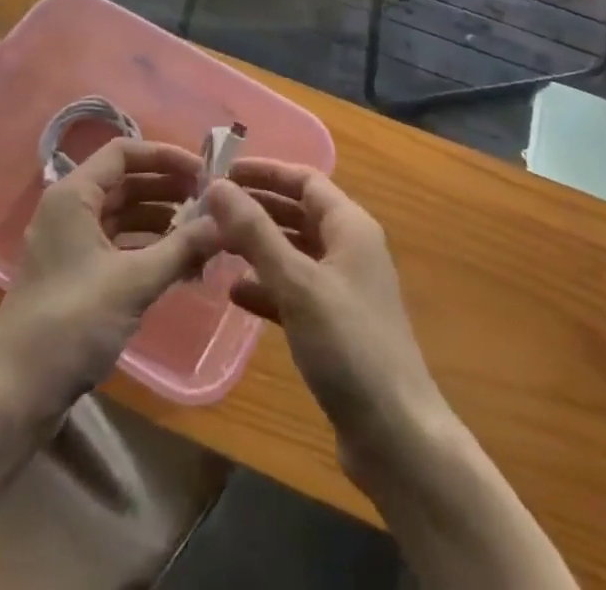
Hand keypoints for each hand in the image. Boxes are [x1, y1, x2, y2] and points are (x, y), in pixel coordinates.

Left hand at [0, 138, 222, 420]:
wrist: (14, 395)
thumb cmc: (72, 323)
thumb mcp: (133, 282)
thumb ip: (181, 247)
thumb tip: (225, 221)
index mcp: (74, 195)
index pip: (125, 152)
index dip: (166, 157)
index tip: (204, 173)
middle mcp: (69, 210)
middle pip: (126, 182)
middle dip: (169, 190)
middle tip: (211, 204)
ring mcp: (70, 244)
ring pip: (124, 215)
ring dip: (162, 221)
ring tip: (203, 236)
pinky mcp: (74, 275)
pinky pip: (118, 245)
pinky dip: (147, 248)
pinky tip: (180, 265)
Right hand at [205, 161, 450, 484]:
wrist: (395, 434)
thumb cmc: (348, 345)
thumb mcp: (297, 282)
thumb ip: (255, 232)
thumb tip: (217, 185)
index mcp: (351, 226)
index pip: (305, 180)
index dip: (266, 172)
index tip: (223, 171)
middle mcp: (350, 249)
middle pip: (299, 213)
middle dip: (257, 208)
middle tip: (210, 208)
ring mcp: (344, 288)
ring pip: (295, 252)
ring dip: (258, 246)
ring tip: (214, 245)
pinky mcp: (335, 325)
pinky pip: (295, 290)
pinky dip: (267, 286)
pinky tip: (234, 293)